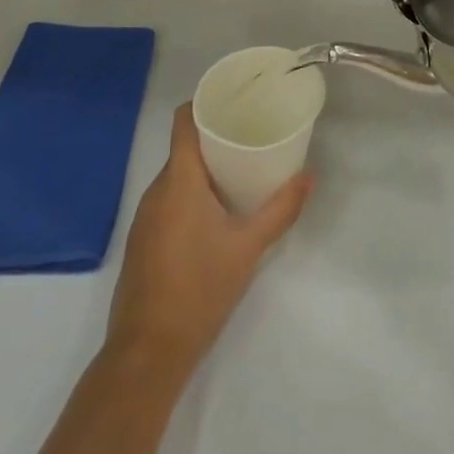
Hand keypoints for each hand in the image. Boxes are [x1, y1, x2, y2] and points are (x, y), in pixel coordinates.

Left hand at [105, 105, 311, 372]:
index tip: (236, 99)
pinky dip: (192, 192)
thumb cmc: (199, 290)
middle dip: (216, 136)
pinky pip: (169, 199)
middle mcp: (156, 190)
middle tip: (252, 133)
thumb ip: (281, 209)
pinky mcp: (144, 241)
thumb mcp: (248, 248)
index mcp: (179, 181)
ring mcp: (145, 217)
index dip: (206, 102)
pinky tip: (218, 209)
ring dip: (205, 167)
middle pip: (184, 146)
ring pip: (177, 175)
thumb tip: (310, 176)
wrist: (147, 355)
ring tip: (242, 167)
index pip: (184, 121)